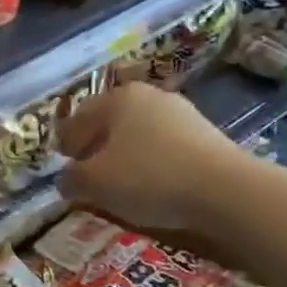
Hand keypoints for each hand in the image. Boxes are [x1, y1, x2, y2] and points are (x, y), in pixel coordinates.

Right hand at [57, 83, 248, 236]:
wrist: (224, 190)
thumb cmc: (147, 177)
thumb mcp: (94, 183)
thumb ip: (71, 179)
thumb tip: (66, 180)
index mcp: (118, 98)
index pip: (78, 117)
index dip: (65, 142)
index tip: (62, 163)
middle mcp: (149, 97)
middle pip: (110, 122)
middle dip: (95, 146)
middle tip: (87, 173)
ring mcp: (181, 113)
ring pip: (138, 134)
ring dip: (124, 155)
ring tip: (119, 183)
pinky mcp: (205, 135)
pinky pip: (163, 148)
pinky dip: (150, 163)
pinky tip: (151, 185)